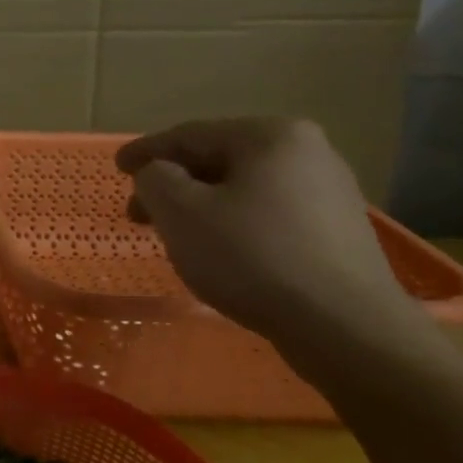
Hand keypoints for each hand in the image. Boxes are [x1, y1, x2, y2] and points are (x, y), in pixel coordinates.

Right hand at [116, 118, 414, 347]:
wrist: (345, 327)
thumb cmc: (251, 256)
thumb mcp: (180, 212)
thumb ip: (155, 179)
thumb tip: (158, 174)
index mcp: (270, 135)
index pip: (190, 135)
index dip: (146, 152)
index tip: (117, 168)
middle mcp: (308, 152)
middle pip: (219, 160)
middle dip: (174, 185)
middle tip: (139, 213)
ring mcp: (330, 192)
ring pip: (243, 189)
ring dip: (202, 206)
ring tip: (175, 236)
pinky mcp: (338, 232)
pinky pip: (269, 215)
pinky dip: (234, 224)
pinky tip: (220, 252)